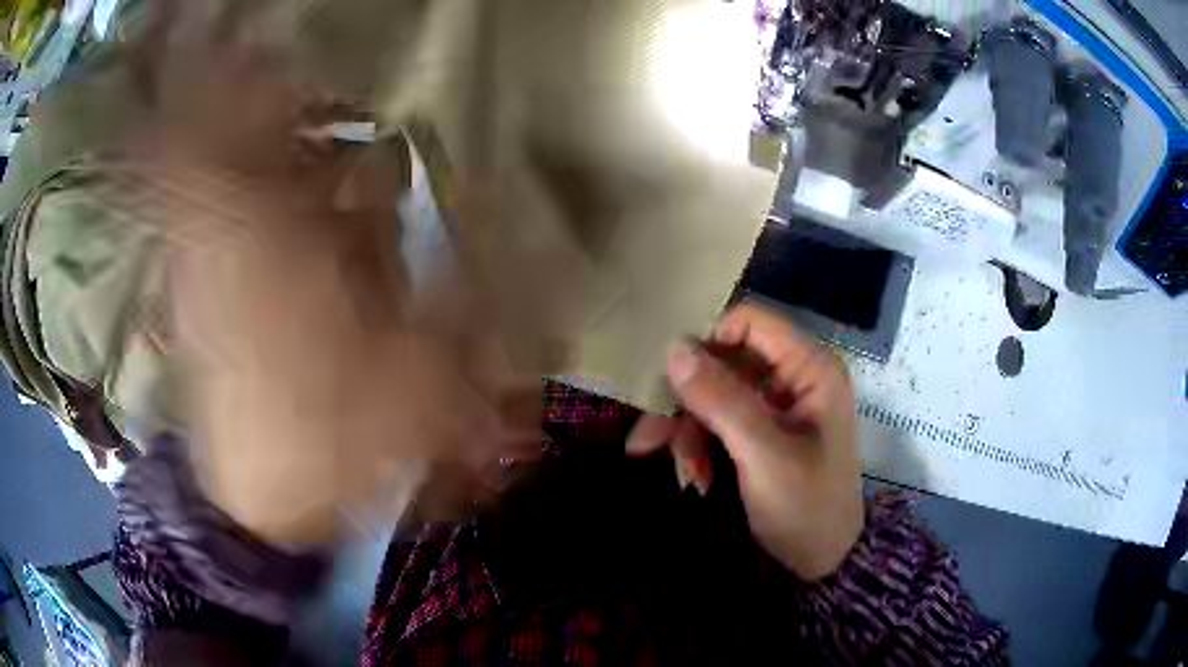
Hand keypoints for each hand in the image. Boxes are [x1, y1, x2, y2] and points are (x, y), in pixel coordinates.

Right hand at [628, 302, 862, 580]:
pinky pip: (717, 421)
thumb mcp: (763, 454)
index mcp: (810, 368)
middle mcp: (792, 376)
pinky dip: (699, 446)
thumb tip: (674, 349)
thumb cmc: (806, 506)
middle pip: (724, 361)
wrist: (822, 561)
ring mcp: (775, 405)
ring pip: (713, 394)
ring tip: (684, 475)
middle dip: (688, 402)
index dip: (708, 340)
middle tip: (650, 440)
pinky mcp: (760, 431)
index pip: (750, 322)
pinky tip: (694, 478)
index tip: (671, 378)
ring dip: (689, 432)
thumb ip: (721, 400)